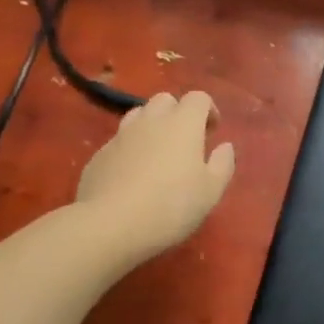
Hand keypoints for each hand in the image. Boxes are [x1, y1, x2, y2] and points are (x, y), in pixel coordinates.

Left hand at [75, 91, 235, 259]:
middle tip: (185, 141)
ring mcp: (121, 135)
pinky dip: (130, 149)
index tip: (212, 132)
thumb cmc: (171, 206)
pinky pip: (119, 141)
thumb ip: (223, 164)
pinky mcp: (99, 155)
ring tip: (157, 154)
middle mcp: (151, 120)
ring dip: (151, 126)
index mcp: (183, 123)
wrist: (109, 225)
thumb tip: (225, 146)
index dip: (208, 110)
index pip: (198, 98)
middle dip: (178, 113)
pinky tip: (132, 176)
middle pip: (165, 100)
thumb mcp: (211, 191)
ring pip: (138, 115)